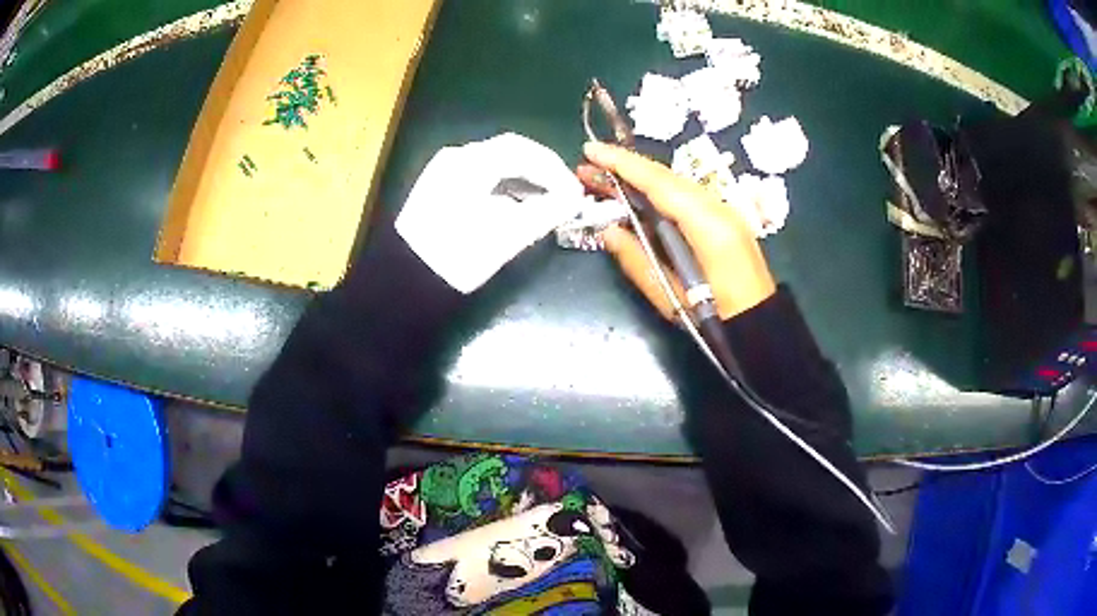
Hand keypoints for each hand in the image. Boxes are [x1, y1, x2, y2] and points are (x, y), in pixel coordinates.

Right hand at [578, 141, 775, 319]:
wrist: (758, 325)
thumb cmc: (714, 318)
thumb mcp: (669, 295)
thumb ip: (636, 259)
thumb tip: (608, 230)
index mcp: (707, 226)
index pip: (659, 183)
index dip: (623, 164)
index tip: (591, 151)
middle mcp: (717, 208)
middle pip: (666, 178)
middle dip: (624, 169)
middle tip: (586, 168)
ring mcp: (723, 211)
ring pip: (674, 184)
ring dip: (638, 179)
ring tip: (603, 180)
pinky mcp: (722, 219)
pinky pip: (684, 196)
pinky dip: (656, 191)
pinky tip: (635, 196)